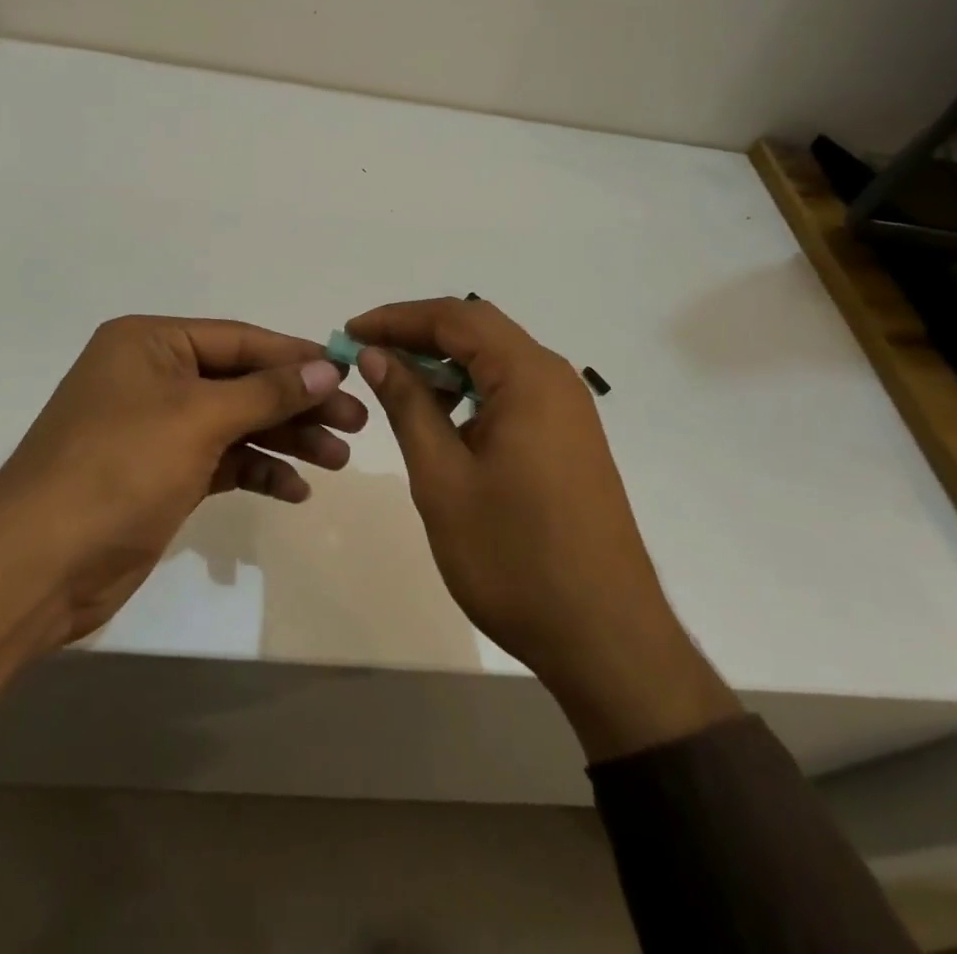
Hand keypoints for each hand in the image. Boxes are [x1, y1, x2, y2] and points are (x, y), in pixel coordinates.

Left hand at [0, 316, 363, 709]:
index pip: (240, 340)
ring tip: (338, 460)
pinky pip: (222, 461)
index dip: (296, 357)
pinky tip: (295, 491)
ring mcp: (156, 428)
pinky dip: (257, 472)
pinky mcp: (161, 474)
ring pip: (237, 423)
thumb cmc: (118, 469)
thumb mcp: (198, 419)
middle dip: (298, 404)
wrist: (37, 567)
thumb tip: (327, 367)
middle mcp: (153, 377)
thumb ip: (266, 391)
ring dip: (285, 440)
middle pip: (243, 382)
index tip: (350, 374)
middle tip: (356, 425)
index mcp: (150, 343)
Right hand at [348, 297, 739, 758]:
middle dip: (419, 334)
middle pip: (479, 330)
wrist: (605, 638)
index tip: (351, 332)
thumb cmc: (514, 557)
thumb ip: (409, 406)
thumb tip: (377, 354)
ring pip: (496, 361)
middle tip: (367, 354)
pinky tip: (442, 417)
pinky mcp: (570, 439)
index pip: (455, 317)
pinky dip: (471, 390)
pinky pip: (513, 391)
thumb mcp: (443, 478)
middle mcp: (555, 379)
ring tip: (395, 384)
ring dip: (445, 363)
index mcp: (528, 377)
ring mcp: (568, 410)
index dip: (398, 318)